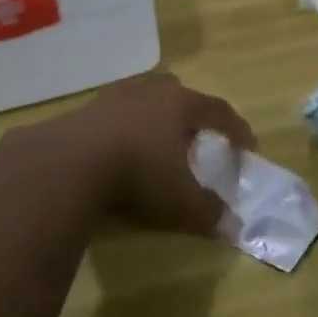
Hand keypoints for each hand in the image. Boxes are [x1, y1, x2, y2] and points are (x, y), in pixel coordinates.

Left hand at [16, 73, 254, 235]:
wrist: (69, 162)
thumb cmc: (138, 172)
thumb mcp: (180, 200)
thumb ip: (208, 210)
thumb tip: (232, 224)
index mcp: (180, 104)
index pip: (219, 111)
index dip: (236, 129)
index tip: (248, 147)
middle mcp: (149, 92)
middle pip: (178, 92)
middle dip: (191, 113)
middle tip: (196, 137)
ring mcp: (113, 97)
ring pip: (143, 100)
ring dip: (153, 118)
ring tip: (155, 143)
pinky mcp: (84, 111)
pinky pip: (113, 115)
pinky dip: (123, 130)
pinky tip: (119, 151)